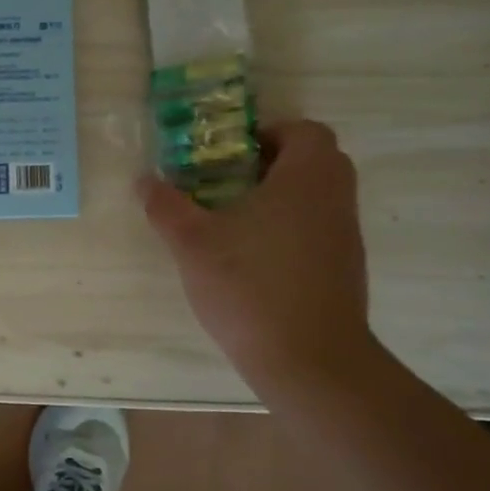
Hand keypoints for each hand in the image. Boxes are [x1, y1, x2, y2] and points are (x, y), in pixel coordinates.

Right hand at [139, 120, 375, 388]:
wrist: (308, 360)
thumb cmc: (250, 285)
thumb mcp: (192, 243)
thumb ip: (166, 207)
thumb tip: (144, 180)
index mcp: (307, 178)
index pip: (305, 131)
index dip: (268, 132)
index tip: (229, 153)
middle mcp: (336, 199)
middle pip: (314, 161)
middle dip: (270, 164)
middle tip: (225, 180)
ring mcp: (345, 237)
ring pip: (316, 198)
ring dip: (279, 198)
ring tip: (230, 220)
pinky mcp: (344, 270)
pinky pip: (318, 230)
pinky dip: (289, 230)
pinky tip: (251, 258)